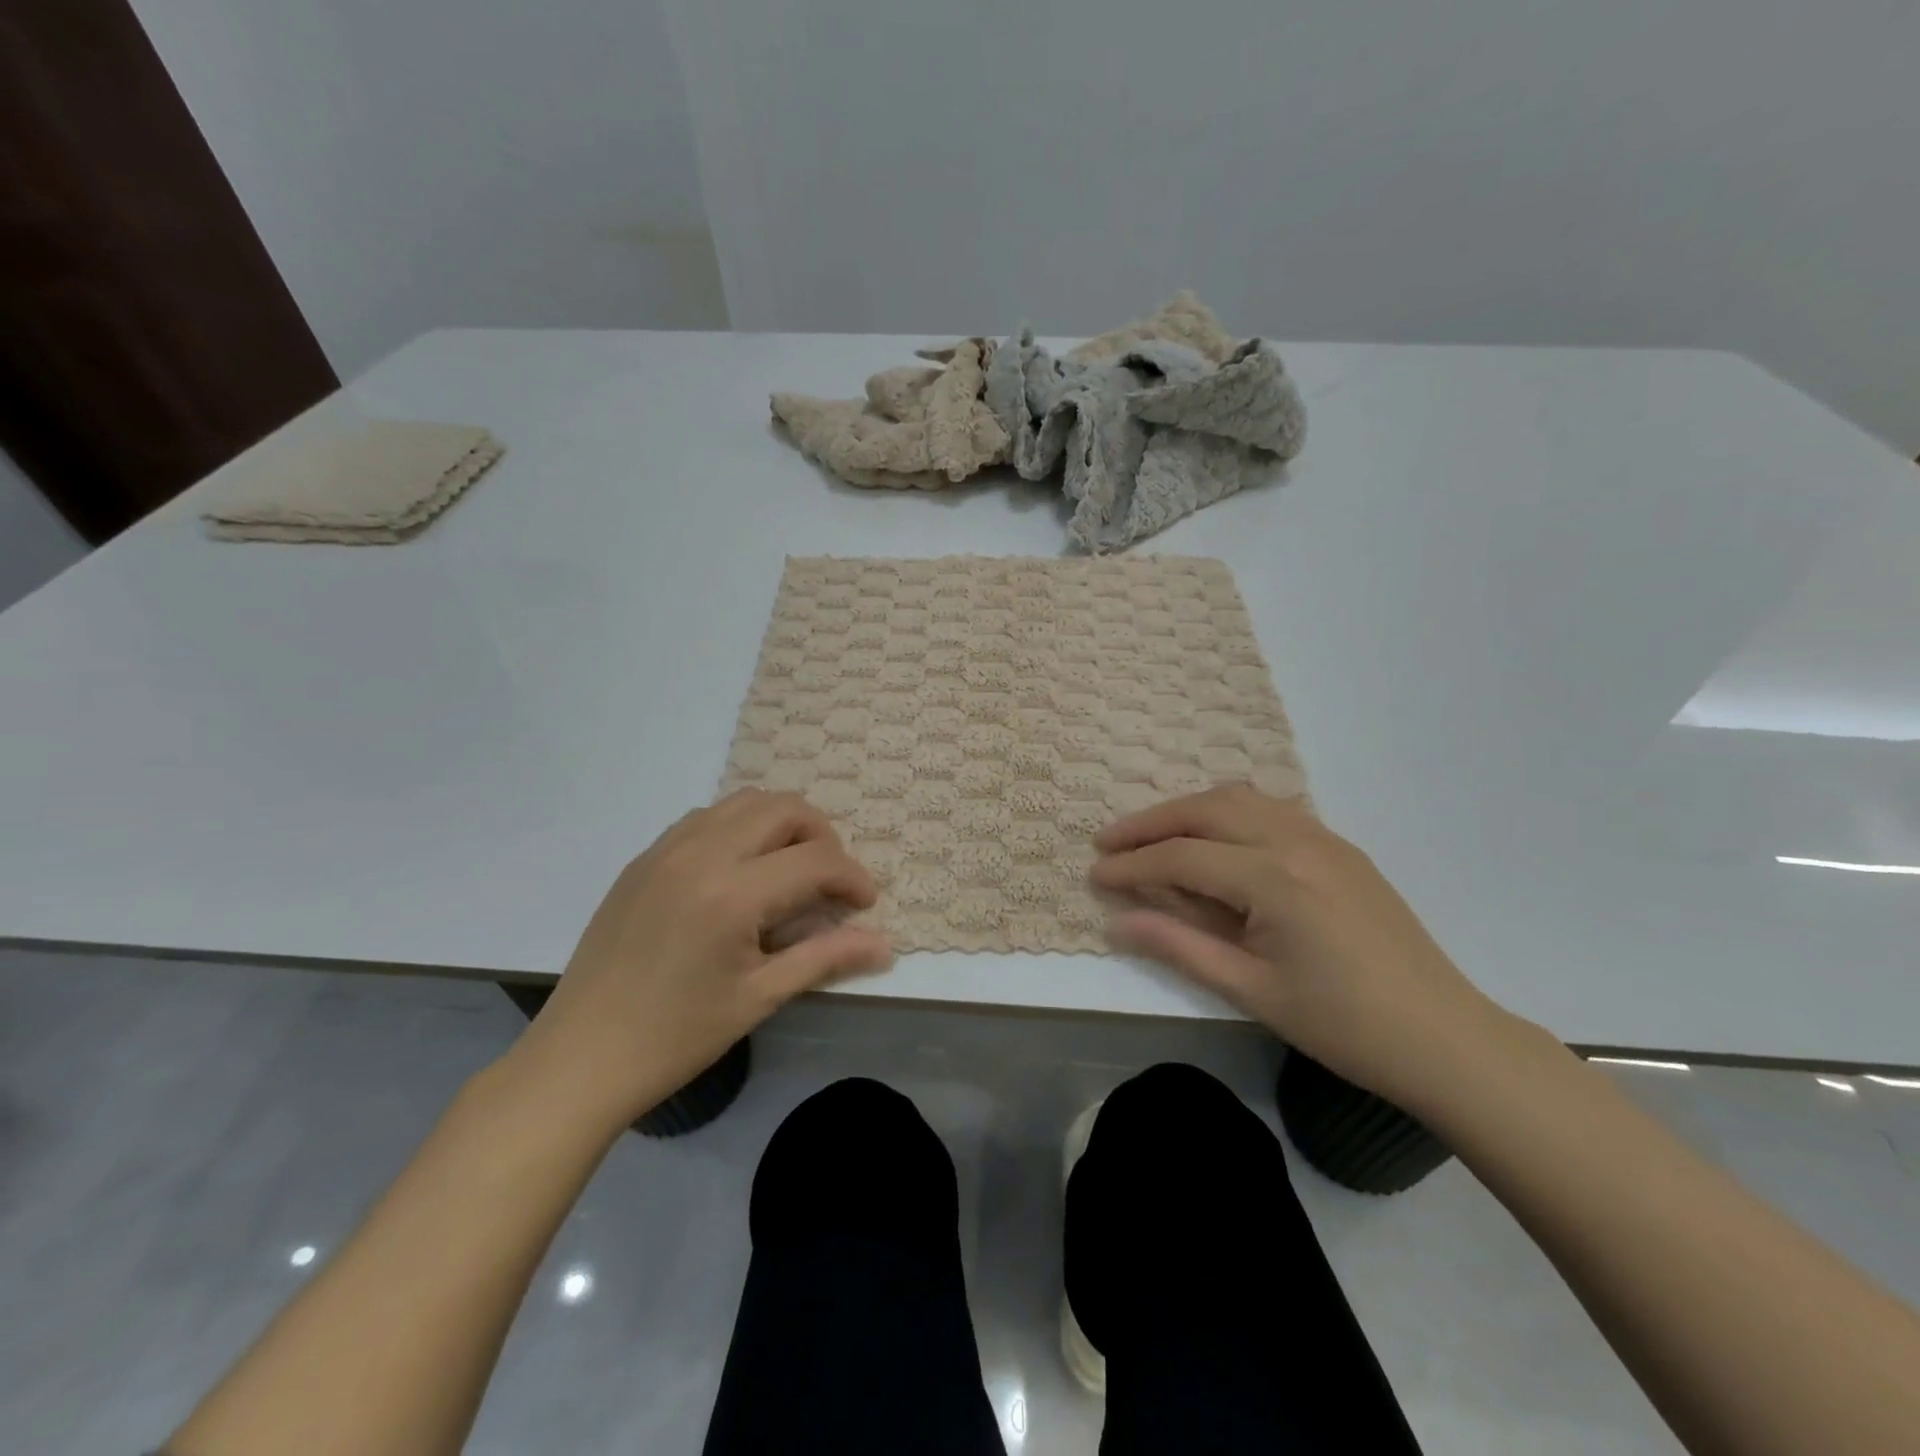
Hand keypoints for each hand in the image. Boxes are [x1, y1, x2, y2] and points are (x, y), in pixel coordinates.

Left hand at [511, 790, 891, 1125]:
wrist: (580, 1058)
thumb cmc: (676, 1036)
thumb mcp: (759, 998)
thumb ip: (826, 958)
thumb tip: (885, 945)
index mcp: (732, 894)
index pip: (815, 860)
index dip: (852, 877)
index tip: (865, 904)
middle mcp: (700, 854)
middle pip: (783, 808)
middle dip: (821, 836)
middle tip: (830, 879)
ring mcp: (665, 850)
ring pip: (743, 802)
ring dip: (780, 824)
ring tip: (789, 869)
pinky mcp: (643, 859)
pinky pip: (705, 818)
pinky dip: (738, 828)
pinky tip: (739, 872)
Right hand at [1092, 785, 1514, 1113]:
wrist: (1444, 1037)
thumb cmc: (1343, 1025)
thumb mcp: (1251, 991)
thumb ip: (1179, 947)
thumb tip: (1118, 920)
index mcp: (1275, 879)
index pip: (1183, 857)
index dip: (1132, 865)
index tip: (1094, 874)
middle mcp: (1296, 841)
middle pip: (1205, 810)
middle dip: (1150, 822)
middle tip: (1109, 841)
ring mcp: (1324, 838)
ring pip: (1239, 798)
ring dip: (1188, 810)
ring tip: (1153, 834)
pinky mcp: (1340, 847)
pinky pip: (1270, 809)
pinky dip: (1228, 813)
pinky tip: (1214, 839)